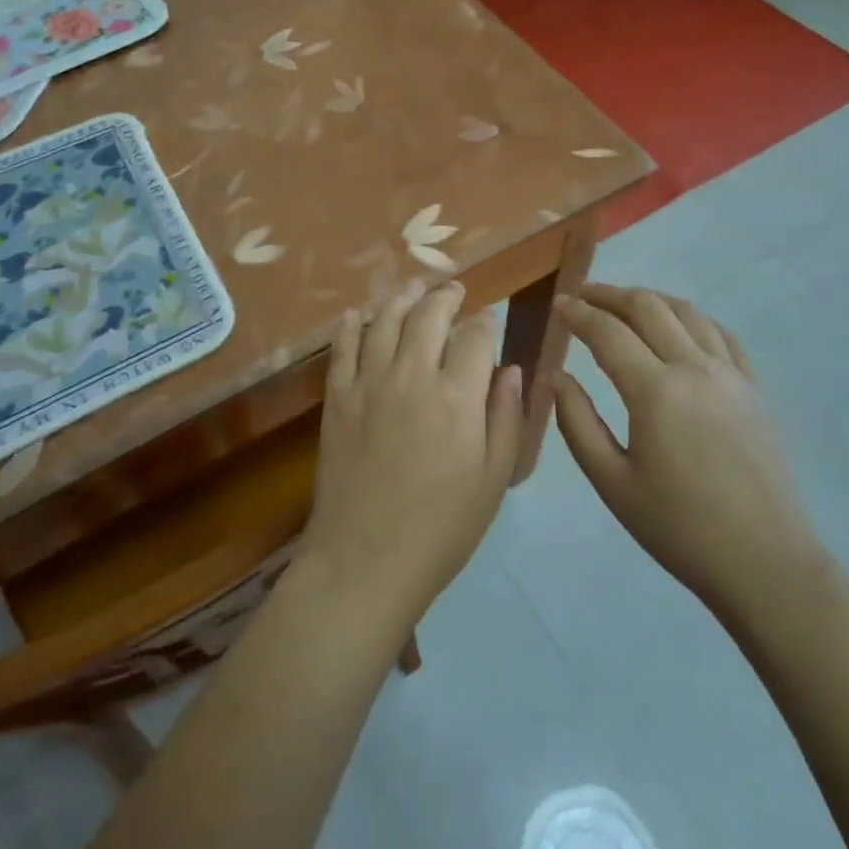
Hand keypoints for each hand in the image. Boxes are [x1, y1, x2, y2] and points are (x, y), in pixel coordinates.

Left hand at [302, 280, 522, 634]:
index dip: (486, 322)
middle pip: (429, 314)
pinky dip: (349, 326)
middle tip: (455, 290)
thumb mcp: (492, 480)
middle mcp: (412, 375)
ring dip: (402, 297)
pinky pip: (342, 348)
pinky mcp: (336, 398)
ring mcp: (368, 382)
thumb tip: (511, 369)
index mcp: (457, 395)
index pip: (475, 336)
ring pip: (385, 320)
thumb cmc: (442, 528)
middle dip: (446, 295)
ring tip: (414, 287)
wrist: (365, 561)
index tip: (489, 319)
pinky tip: (355, 314)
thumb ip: (506, 418)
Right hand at [552, 284, 823, 624]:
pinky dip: (690, 317)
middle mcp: (694, 368)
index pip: (607, 331)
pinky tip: (677, 326)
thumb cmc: (680, 528)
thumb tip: (558, 376)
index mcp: (655, 391)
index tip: (557, 304)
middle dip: (609, 294)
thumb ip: (577, 423)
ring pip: (686, 311)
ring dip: (649, 299)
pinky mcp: (753, 387)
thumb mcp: (612, 483)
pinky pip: (720, 333)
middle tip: (582, 296)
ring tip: (623, 305)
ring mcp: (730, 374)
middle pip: (647, 307)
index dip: (577, 313)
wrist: (765, 563)